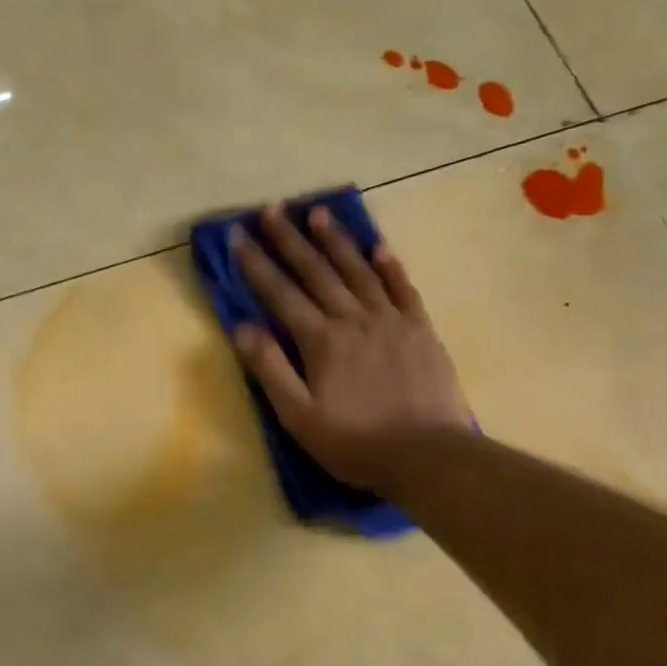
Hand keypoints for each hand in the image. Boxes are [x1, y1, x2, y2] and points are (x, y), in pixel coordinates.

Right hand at [230, 204, 471, 492]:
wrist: (428, 456)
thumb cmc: (354, 442)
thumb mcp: (298, 416)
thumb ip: (270, 368)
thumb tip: (243, 326)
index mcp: (321, 340)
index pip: (280, 292)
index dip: (256, 263)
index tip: (237, 234)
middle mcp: (354, 319)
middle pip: (316, 271)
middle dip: (289, 239)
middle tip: (271, 209)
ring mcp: (391, 320)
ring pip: (358, 270)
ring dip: (335, 240)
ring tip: (317, 213)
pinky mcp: (420, 329)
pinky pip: (402, 288)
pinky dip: (388, 265)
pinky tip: (377, 245)